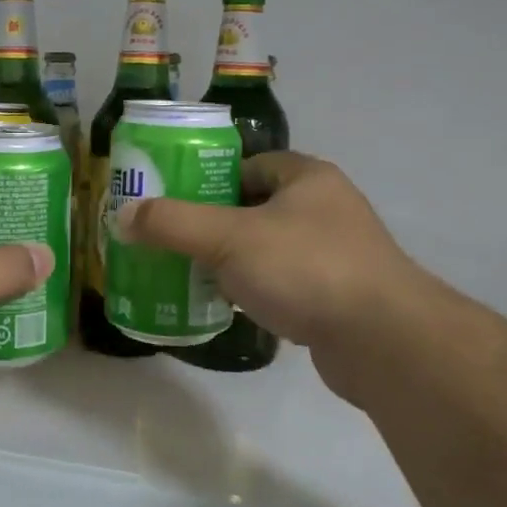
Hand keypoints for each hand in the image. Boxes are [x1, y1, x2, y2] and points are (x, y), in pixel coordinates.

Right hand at [115, 151, 443, 403]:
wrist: (384, 341)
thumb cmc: (306, 268)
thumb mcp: (229, 238)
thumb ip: (173, 224)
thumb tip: (122, 215)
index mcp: (307, 178)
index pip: (250, 165)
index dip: (211, 178)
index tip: (175, 201)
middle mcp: (327, 209)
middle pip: (256, 208)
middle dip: (216, 225)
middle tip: (173, 242)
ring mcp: (337, 255)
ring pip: (270, 250)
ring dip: (235, 262)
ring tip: (191, 275)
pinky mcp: (339, 298)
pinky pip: (286, 285)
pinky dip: (258, 292)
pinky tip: (230, 308)